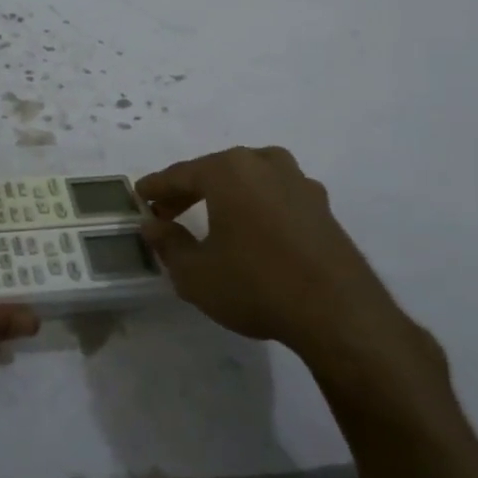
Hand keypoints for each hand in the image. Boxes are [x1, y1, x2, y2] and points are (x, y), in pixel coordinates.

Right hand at [138, 146, 444, 392]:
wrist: (338, 313)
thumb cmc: (256, 285)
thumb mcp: (196, 274)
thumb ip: (168, 244)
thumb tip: (153, 226)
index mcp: (229, 170)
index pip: (180, 174)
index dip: (155, 187)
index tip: (138, 197)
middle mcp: (264, 164)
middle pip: (215, 170)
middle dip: (188, 190)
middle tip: (167, 212)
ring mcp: (299, 182)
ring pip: (249, 177)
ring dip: (225, 193)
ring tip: (210, 216)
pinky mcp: (322, 206)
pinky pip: (275, 194)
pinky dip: (255, 204)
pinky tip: (252, 229)